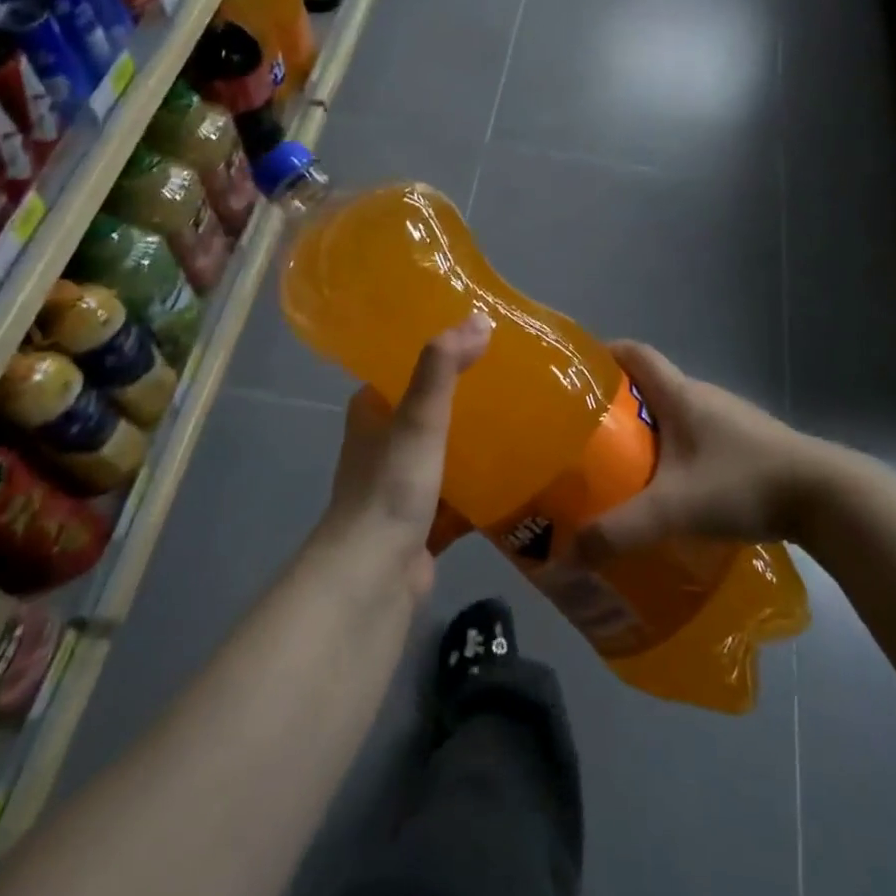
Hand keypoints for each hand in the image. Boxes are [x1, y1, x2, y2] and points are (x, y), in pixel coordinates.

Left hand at [324, 311, 491, 592]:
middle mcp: (383, 444)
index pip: (405, 367)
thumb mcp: (418, 418)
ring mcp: (402, 484)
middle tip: (513, 374)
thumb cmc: (390, 487)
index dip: (438, 351)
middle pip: (429, 409)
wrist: (374, 576)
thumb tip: (479, 318)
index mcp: (372, 412)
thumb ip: (443, 368)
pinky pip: (459, 492)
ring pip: (445, 451)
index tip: (480, 336)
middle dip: (466, 395)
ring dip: (475, 438)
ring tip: (523, 414)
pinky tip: (519, 471)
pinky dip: (482, 483)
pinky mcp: (423, 520)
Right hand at [575, 341, 827, 563]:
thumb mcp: (674, 508)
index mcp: (681, 394)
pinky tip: (672, 488)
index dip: (604, 354)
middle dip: (617, 405)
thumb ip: (620, 530)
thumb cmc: (743, 482)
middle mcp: (704, 397)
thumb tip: (569, 552)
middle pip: (651, 386)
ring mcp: (731, 419)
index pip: (635, 353)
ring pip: (677, 414)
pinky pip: (699, 437)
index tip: (577, 374)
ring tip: (623, 465)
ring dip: (649, 432)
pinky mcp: (749, 444)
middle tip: (588, 436)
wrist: (826, 496)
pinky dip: (677, 452)